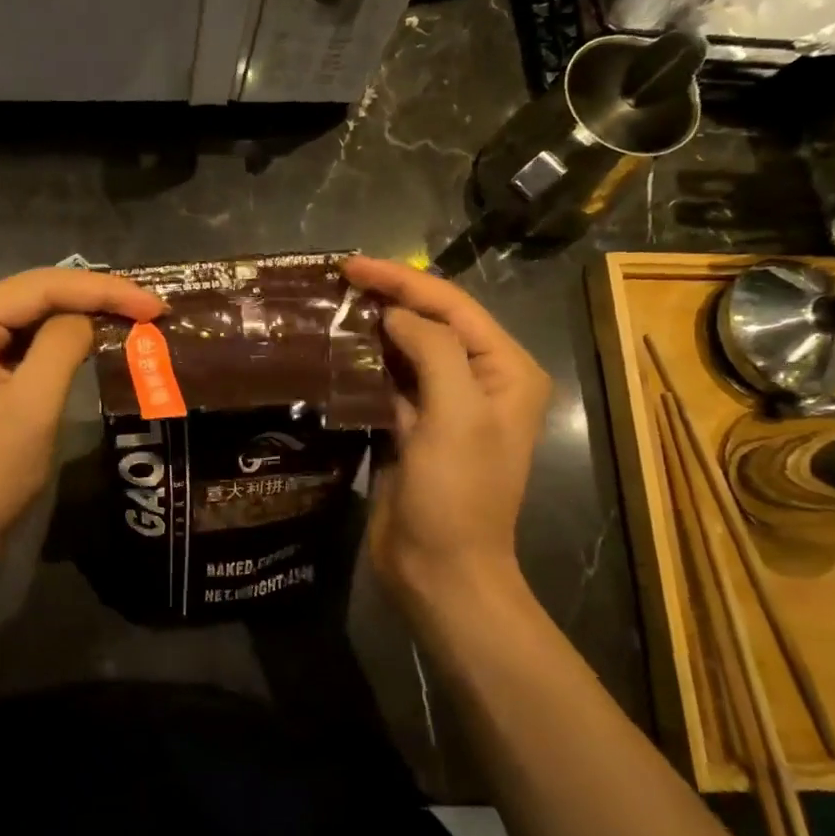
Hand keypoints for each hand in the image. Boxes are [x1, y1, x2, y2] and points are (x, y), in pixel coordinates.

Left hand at [0, 268, 163, 563]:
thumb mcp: (31, 409)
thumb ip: (61, 347)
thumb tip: (89, 318)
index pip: (40, 286)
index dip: (103, 290)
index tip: (155, 305)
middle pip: (36, 293)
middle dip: (96, 298)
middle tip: (152, 309)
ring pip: (33, 312)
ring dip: (83, 314)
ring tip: (135, 317)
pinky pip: (24, 337)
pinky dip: (63, 337)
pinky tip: (97, 335)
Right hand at [342, 256, 551, 618]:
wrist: (440, 570)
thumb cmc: (459, 494)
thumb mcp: (456, 415)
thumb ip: (432, 351)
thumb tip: (396, 314)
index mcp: (505, 371)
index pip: (453, 306)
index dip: (402, 280)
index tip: (351, 265)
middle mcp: (479, 381)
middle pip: (430, 322)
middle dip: (387, 298)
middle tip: (336, 280)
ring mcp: (444, 406)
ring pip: (405, 350)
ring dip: (372, 328)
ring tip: (330, 306)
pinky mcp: (412, 428)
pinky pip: (387, 382)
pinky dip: (364, 364)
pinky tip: (334, 351)